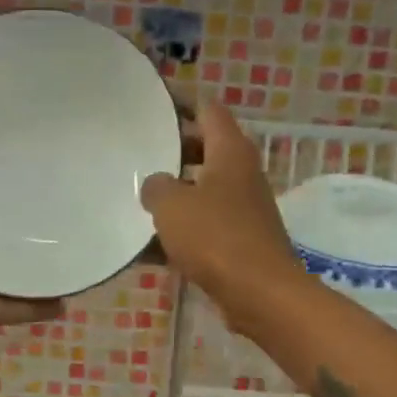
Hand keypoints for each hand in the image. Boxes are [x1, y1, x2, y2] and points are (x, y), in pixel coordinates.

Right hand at [140, 102, 299, 318]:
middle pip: (205, 149)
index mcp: (230, 152)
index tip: (152, 103)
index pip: (207, 110)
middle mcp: (241, 174)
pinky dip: (180, 231)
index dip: (181, 102)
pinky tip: (146, 246)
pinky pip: (204, 226)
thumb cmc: (216, 237)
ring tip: (135, 195)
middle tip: (136, 150)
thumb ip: (156, 187)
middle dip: (172, 149)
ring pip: (202, 190)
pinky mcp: (240, 241)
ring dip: (174, 193)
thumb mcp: (172, 206)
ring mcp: (243, 209)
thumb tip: (155, 185)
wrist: (261, 294)